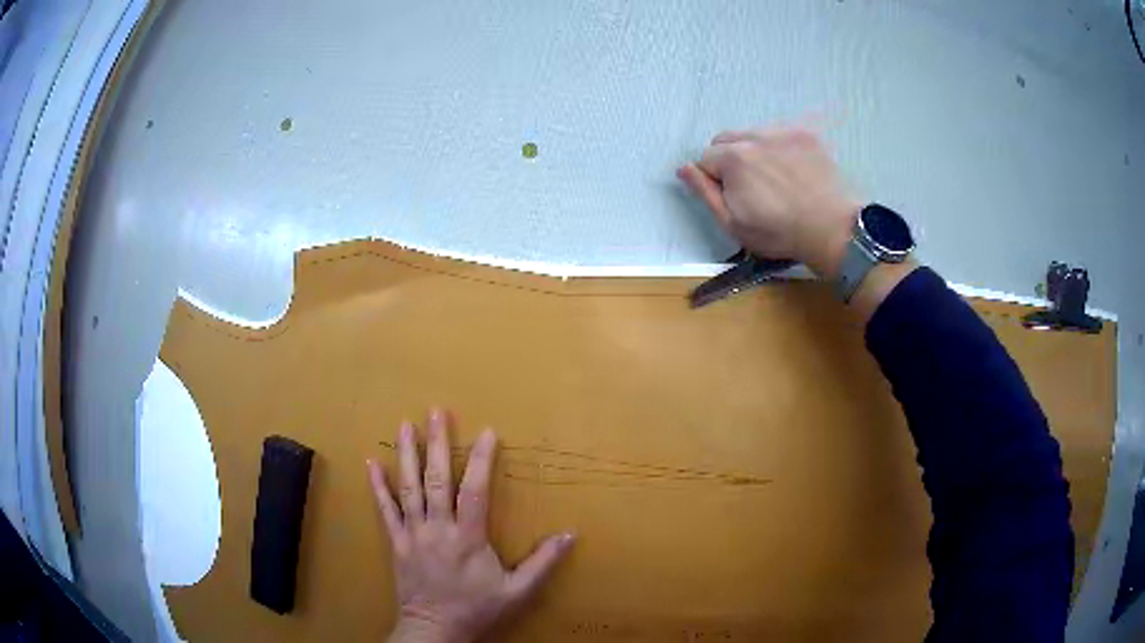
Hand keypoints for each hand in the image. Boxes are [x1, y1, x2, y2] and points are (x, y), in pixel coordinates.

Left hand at [368, 410, 574, 642]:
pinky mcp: (395, 543)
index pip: (474, 490)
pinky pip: (385, 510)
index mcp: (468, 537)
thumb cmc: (476, 609)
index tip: (487, 432)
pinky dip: (378, 486)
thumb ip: (542, 563)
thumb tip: (570, 535)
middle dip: (437, 443)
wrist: (434, 630)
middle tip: (437, 411)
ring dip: (408, 455)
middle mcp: (437, 528)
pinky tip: (371, 463)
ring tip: (406, 424)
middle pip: (436, 479)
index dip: (480, 459)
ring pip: (409, 488)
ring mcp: (412, 533)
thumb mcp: (517, 591)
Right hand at [677, 126, 861, 278]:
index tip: (733, 198)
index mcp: (733, 158)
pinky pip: (780, 133)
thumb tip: (683, 168)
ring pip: (752, 134)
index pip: (705, 158)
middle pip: (726, 140)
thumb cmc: (780, 233)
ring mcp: (783, 131)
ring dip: (754, 151)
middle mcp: (755, 136)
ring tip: (775, 179)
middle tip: (751, 188)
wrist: (832, 229)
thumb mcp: (733, 223)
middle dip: (729, 160)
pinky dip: (779, 147)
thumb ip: (704, 192)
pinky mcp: (805, 134)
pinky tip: (792, 170)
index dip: (713, 180)